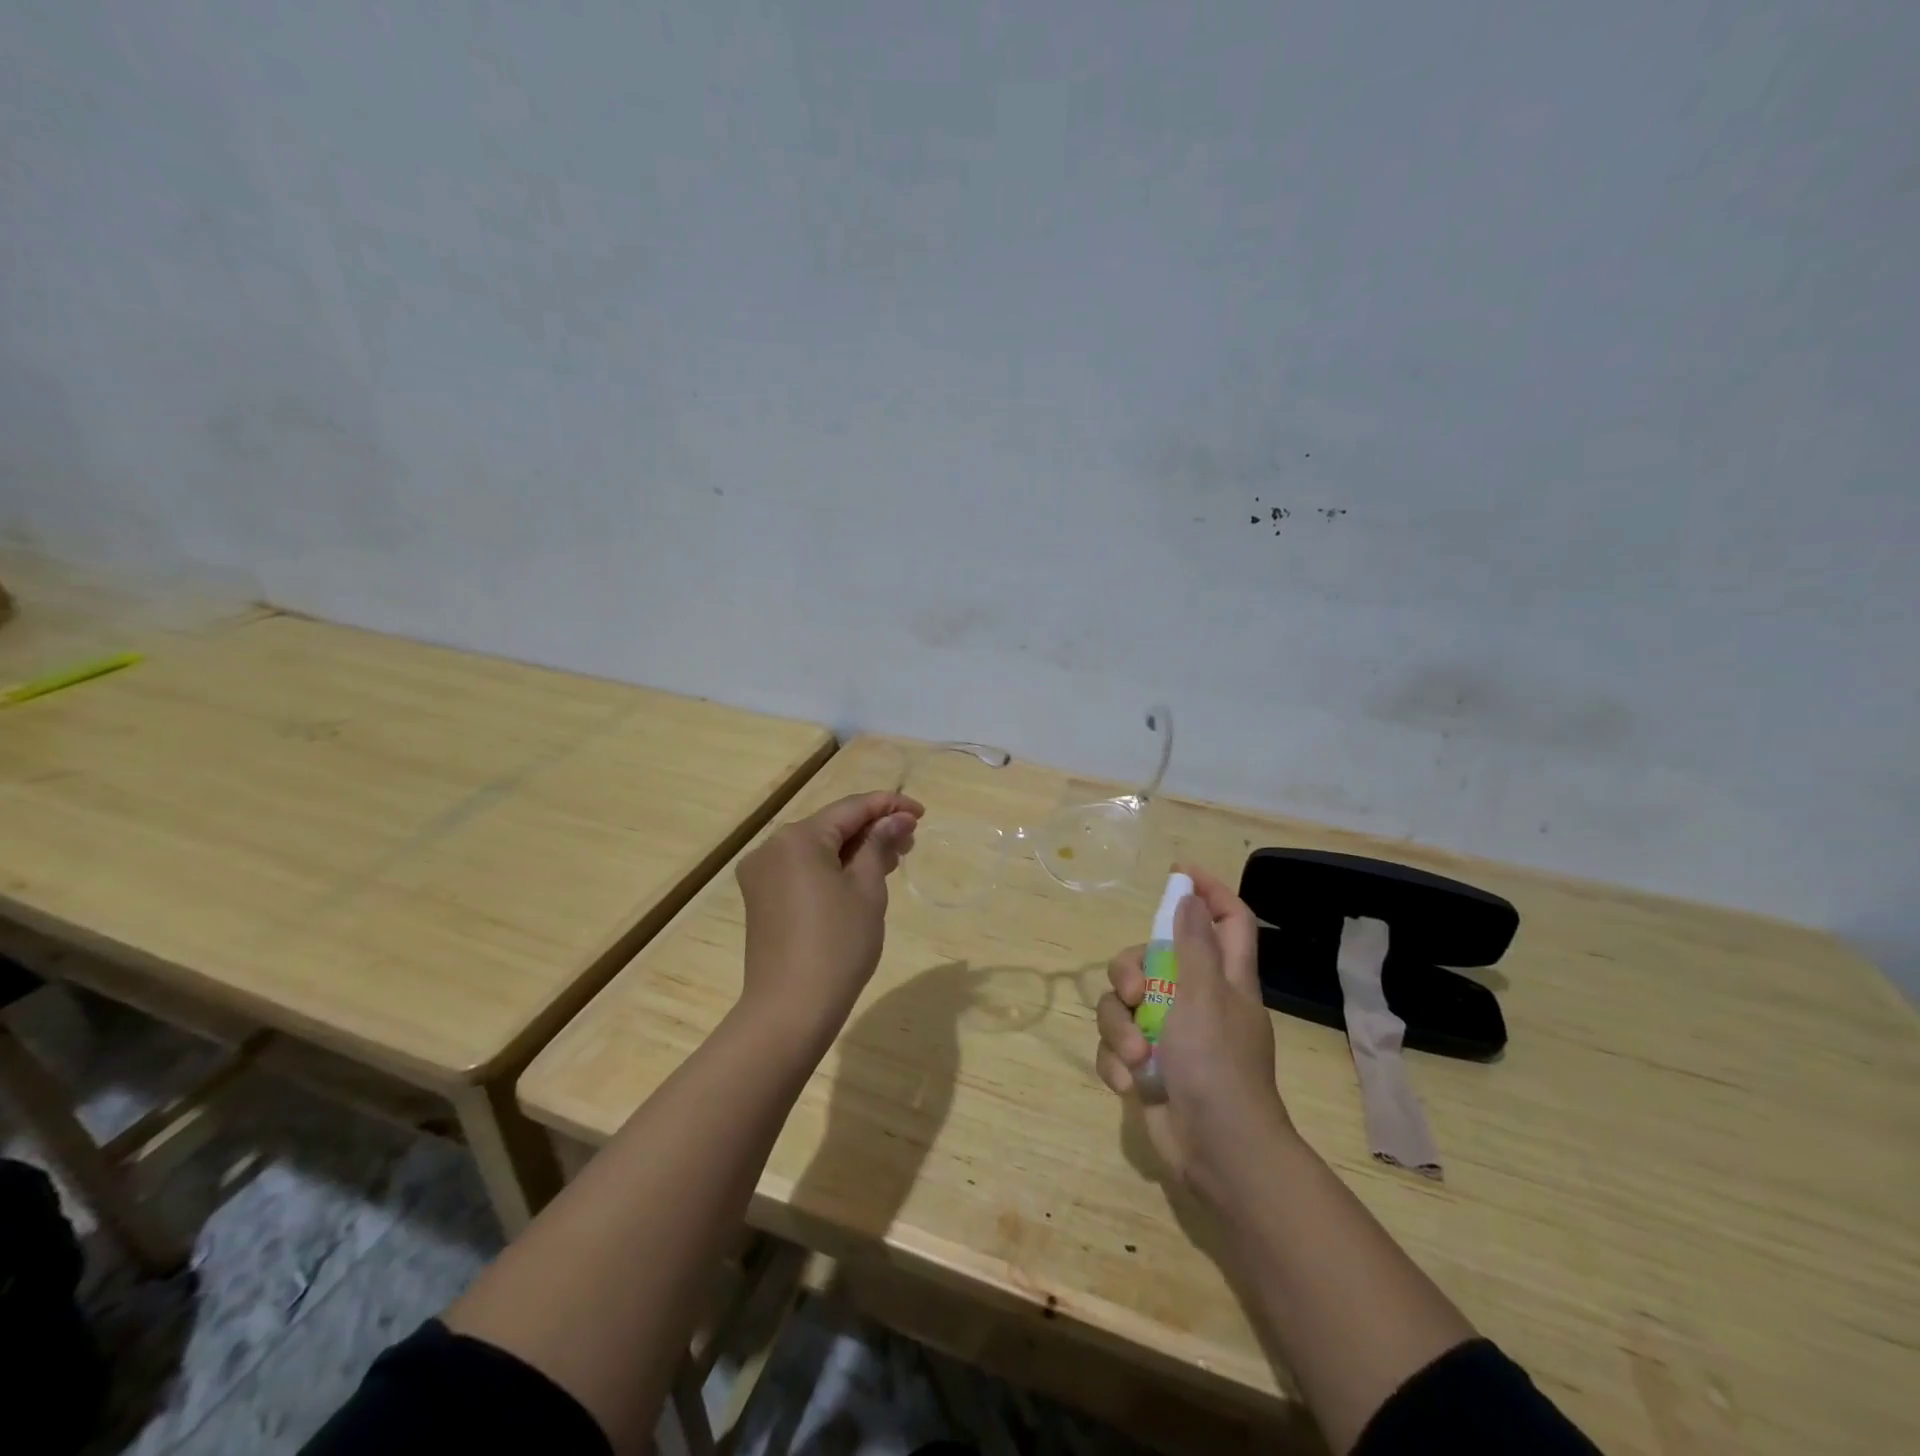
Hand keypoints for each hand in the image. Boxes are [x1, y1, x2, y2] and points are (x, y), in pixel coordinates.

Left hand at [735, 789, 921, 1050]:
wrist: (790, 1010)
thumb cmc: (838, 944)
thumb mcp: (868, 889)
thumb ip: (880, 845)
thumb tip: (896, 818)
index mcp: (797, 838)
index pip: (851, 808)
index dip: (889, 806)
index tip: (922, 813)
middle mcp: (772, 847)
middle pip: (831, 826)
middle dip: (872, 830)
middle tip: (910, 842)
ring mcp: (762, 874)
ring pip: (817, 848)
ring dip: (854, 850)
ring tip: (893, 860)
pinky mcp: (762, 899)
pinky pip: (803, 869)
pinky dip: (833, 868)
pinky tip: (861, 878)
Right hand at [1095, 864, 1290, 1201]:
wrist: (1217, 1154)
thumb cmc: (1218, 1066)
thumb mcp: (1205, 996)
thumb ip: (1192, 944)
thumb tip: (1188, 898)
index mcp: (1225, 979)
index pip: (1228, 920)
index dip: (1208, 892)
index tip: (1177, 875)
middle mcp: (1196, 1000)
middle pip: (1151, 957)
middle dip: (1131, 970)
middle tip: (1133, 992)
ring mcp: (1169, 1034)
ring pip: (1122, 1003)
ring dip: (1121, 1029)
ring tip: (1137, 1057)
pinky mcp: (1146, 1066)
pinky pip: (1116, 1045)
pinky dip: (1117, 1061)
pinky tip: (1130, 1083)